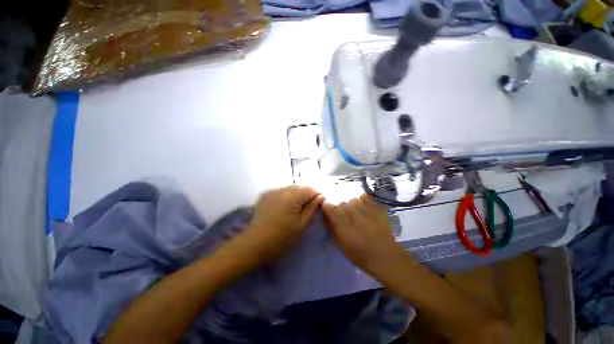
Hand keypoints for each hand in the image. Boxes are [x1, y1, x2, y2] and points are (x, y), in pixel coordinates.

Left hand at [238, 186, 324, 262]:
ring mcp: (272, 191)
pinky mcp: (265, 195)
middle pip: (300, 187)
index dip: (317, 195)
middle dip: (307, 194)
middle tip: (310, 206)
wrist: (255, 243)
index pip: (309, 189)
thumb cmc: (282, 237)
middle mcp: (281, 190)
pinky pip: (281, 191)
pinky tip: (287, 206)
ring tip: (298, 206)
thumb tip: (321, 196)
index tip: (320, 203)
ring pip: (290, 188)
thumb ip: (312, 208)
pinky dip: (287, 196)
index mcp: (292, 197)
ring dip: (297, 194)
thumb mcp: (302, 224)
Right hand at [322, 194, 405, 275]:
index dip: (327, 207)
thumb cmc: (360, 255)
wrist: (385, 258)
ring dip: (351, 205)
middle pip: (341, 203)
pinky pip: (366, 198)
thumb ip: (332, 228)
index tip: (328, 211)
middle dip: (339, 209)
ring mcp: (366, 210)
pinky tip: (363, 206)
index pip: (330, 208)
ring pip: (353, 200)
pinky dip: (363, 199)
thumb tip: (326, 216)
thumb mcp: (341, 244)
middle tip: (343, 218)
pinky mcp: (377, 209)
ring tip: (355, 214)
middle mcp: (353, 214)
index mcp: (343, 225)